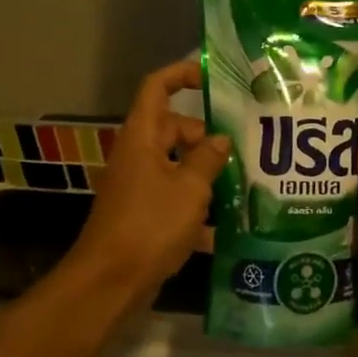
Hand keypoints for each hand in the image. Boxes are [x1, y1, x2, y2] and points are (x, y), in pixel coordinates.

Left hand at [69, 61, 230, 302]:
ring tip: (245, 183)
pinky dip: (198, 209)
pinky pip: (176, 199)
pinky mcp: (145, 215)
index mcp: (142, 138)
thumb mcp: (189, 188)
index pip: (157, 89)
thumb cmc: (150, 225)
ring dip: (207, 174)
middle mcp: (139, 156)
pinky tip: (228, 228)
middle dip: (207, 137)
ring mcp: (140, 186)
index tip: (213, 80)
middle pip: (175, 130)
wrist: (111, 281)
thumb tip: (220, 141)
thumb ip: (208, 160)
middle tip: (244, 147)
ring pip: (178, 166)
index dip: (182, 75)